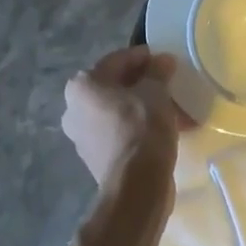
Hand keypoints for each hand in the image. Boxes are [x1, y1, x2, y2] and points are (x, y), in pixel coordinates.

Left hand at [61, 48, 193, 189]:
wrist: (136, 187)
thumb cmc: (142, 127)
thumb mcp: (156, 92)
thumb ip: (157, 71)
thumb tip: (163, 61)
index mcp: (82, 85)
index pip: (118, 60)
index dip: (144, 58)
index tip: (165, 60)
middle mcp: (74, 108)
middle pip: (115, 86)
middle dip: (143, 84)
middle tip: (168, 82)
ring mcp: (82, 135)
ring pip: (119, 110)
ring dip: (143, 106)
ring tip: (172, 107)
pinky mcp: (95, 158)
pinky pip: (120, 131)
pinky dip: (139, 126)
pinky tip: (164, 128)